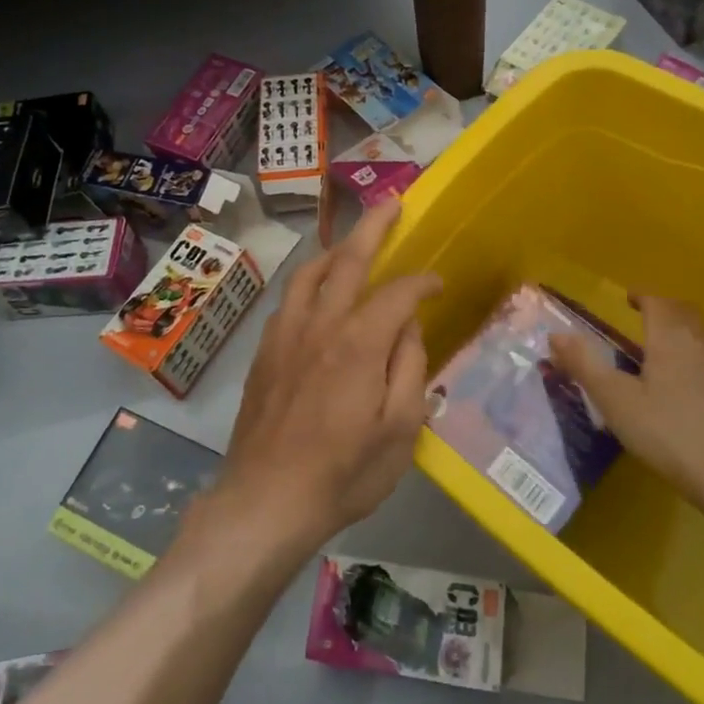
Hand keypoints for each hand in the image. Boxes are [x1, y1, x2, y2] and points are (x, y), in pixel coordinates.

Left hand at [208, 197, 441, 555]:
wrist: (266, 500)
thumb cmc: (343, 473)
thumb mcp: (400, 431)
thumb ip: (409, 369)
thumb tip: (409, 327)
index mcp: (359, 343)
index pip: (398, 292)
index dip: (422, 281)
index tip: (438, 284)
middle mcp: (320, 324)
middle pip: (348, 260)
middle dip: (373, 227)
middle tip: (391, 203)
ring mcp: (286, 334)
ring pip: (310, 273)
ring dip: (335, 250)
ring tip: (352, 244)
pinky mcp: (265, 351)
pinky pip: (289, 299)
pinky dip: (309, 282)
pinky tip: (317, 294)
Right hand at [549, 296, 703, 529]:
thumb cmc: (672, 434)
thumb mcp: (616, 401)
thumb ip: (585, 365)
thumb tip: (556, 335)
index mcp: (672, 336)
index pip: (657, 301)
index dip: (642, 296)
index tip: (629, 298)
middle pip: (687, 315)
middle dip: (667, 314)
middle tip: (648, 324)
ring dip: (692, 342)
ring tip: (675, 360)